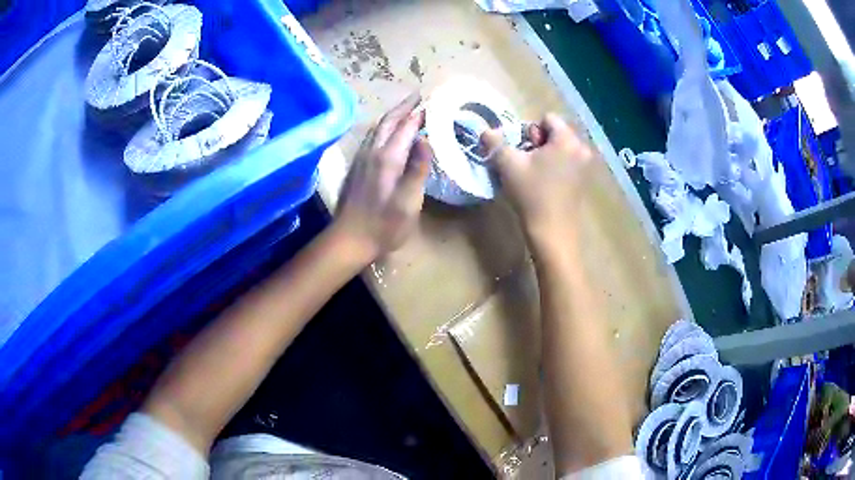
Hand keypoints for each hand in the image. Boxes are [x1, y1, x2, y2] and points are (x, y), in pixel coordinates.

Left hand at [333, 93, 431, 263]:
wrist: (349, 239)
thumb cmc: (384, 225)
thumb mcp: (408, 201)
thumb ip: (418, 169)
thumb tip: (426, 139)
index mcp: (388, 158)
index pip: (405, 127)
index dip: (418, 113)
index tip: (431, 100)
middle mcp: (372, 152)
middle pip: (387, 122)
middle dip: (403, 108)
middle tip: (418, 97)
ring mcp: (361, 159)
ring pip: (376, 128)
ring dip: (392, 116)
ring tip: (405, 111)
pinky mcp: (356, 168)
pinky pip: (371, 138)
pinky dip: (383, 129)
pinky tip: (387, 134)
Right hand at [481, 113, 593, 246]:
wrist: (552, 232)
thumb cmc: (531, 194)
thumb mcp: (507, 165)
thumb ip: (495, 142)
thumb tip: (485, 130)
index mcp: (567, 140)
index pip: (548, 118)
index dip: (530, 130)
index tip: (523, 151)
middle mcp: (582, 148)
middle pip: (557, 132)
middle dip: (539, 142)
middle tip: (527, 162)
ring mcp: (586, 166)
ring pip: (562, 148)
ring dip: (547, 154)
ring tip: (535, 174)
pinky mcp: (585, 181)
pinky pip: (569, 161)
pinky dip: (557, 166)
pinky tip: (546, 184)